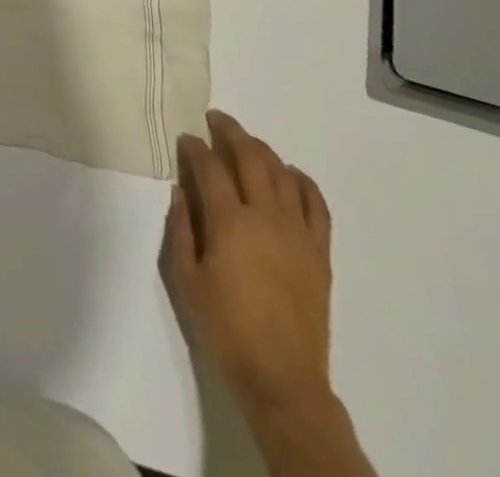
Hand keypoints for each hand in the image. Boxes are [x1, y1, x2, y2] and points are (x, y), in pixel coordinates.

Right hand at [160, 110, 333, 417]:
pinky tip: (290, 174)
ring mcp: (297, 233)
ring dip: (262, 150)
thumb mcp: (187, 280)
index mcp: (230, 223)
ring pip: (282, 173)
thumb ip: (181, 230)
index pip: (210, 167)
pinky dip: (303, 181)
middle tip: (215, 119)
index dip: (195, 147)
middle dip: (230, 132)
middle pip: (250, 157)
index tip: (185, 138)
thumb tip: (181, 191)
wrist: (282, 379)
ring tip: (247, 142)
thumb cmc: (226, 329)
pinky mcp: (319, 252)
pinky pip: (316, 204)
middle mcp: (265, 217)